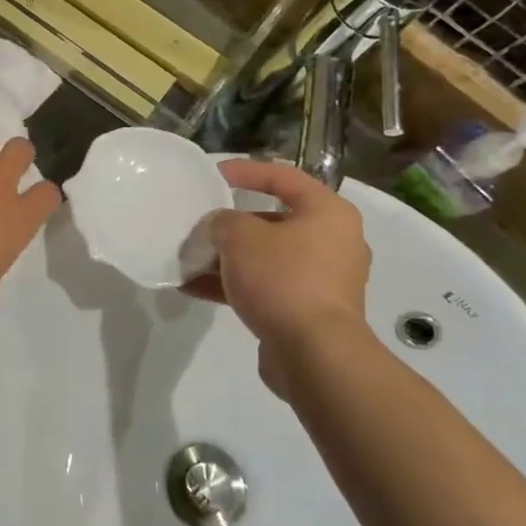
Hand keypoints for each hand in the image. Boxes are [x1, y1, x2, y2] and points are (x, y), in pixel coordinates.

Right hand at [184, 159, 370, 393]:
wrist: (314, 354)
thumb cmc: (283, 279)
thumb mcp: (240, 237)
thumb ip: (223, 221)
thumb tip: (221, 227)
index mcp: (328, 213)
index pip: (284, 177)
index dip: (246, 171)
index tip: (213, 175)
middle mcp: (334, 242)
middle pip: (274, 220)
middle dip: (233, 223)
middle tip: (202, 222)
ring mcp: (323, 280)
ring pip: (267, 257)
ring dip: (228, 258)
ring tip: (191, 258)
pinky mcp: (309, 311)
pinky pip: (266, 288)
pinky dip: (234, 285)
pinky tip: (194, 288)